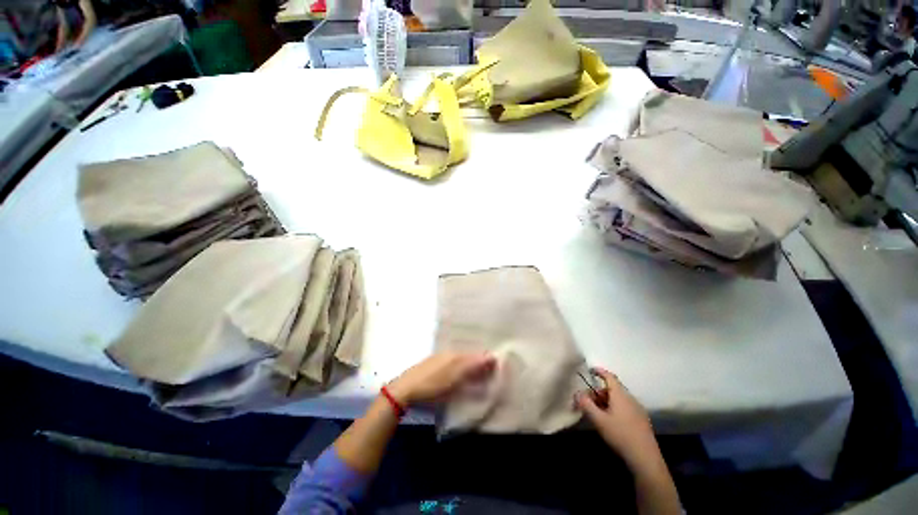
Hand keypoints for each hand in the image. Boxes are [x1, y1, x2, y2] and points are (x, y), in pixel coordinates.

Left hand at [387, 351, 495, 406]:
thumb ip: (472, 366)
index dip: (487, 361)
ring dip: (470, 368)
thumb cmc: (431, 384)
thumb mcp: (454, 376)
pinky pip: (453, 366)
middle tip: (491, 374)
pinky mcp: (433, 370)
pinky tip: (461, 378)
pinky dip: (460, 372)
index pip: (476, 355)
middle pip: (469, 357)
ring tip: (479, 377)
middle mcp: (448, 354)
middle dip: (480, 363)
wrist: (404, 391)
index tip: (498, 369)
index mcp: (454, 355)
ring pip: (461, 361)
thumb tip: (492, 356)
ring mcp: (440, 361)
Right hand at [576, 367, 660, 468]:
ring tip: (597, 413)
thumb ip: (586, 404)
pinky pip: (625, 407)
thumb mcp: (598, 420)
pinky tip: (610, 421)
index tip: (590, 370)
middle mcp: (630, 398)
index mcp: (620, 395)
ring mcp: (637, 409)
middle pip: (612, 389)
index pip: (609, 376)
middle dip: (599, 392)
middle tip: (588, 401)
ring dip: (606, 401)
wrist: (645, 458)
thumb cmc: (620, 435)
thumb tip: (577, 393)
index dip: (599, 372)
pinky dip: (614, 408)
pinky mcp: (641, 420)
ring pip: (618, 399)